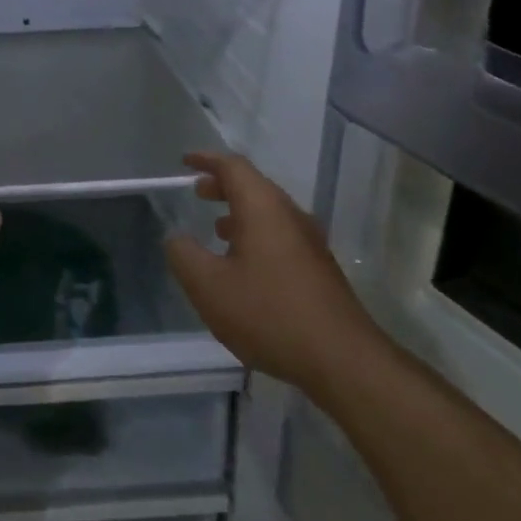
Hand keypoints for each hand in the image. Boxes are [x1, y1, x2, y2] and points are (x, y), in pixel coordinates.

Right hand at [164, 152, 382, 398]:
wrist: (343, 361)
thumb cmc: (269, 314)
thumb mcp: (208, 286)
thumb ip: (184, 255)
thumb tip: (177, 238)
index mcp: (263, 208)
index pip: (233, 167)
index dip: (207, 159)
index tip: (185, 161)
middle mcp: (290, 215)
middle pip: (254, 186)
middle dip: (223, 185)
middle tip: (197, 192)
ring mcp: (310, 242)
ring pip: (269, 212)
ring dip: (240, 212)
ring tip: (216, 228)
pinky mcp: (319, 269)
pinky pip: (281, 235)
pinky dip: (256, 234)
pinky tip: (244, 265)